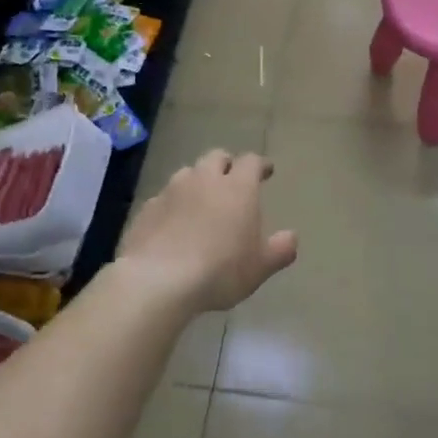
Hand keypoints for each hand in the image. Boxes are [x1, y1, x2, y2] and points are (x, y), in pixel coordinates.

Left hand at [117, 150, 298, 311]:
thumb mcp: (261, 266)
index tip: (265, 171)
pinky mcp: (146, 208)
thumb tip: (291, 237)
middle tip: (232, 179)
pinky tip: (173, 223)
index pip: (251, 161)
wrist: (159, 280)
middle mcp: (204, 180)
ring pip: (187, 173)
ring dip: (197, 181)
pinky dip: (173, 204)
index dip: (260, 164)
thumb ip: (280, 249)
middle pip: (216, 157)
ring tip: (201, 200)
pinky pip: (163, 197)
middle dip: (226, 164)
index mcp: (238, 188)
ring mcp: (171, 191)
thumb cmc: (220, 270)